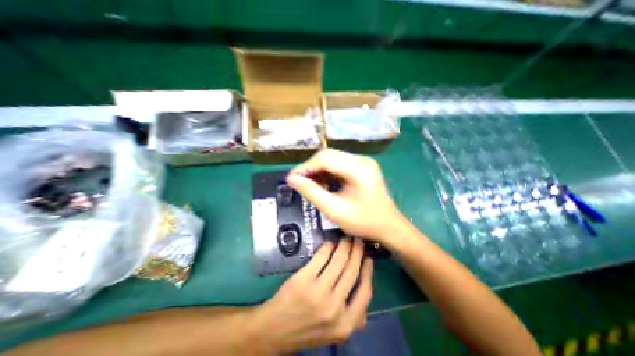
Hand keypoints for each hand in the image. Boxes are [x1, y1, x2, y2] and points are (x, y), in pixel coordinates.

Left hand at [253, 237, 372, 350]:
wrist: (276, 330)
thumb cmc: (307, 329)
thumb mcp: (335, 333)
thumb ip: (353, 320)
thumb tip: (367, 304)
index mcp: (346, 324)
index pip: (365, 292)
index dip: (368, 271)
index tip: (368, 258)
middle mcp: (334, 307)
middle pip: (351, 271)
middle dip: (357, 252)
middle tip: (358, 241)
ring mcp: (318, 292)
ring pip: (338, 261)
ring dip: (344, 246)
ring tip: (346, 239)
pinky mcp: (304, 279)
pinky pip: (321, 257)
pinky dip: (328, 247)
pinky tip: (330, 243)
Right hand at [288, 148, 405, 245]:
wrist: (388, 226)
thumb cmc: (364, 222)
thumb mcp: (334, 210)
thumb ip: (312, 193)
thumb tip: (292, 179)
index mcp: (358, 169)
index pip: (324, 159)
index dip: (305, 167)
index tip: (292, 179)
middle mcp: (361, 160)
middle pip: (328, 155)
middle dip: (311, 168)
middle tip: (301, 183)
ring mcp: (363, 161)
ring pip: (332, 158)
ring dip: (319, 170)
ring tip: (312, 186)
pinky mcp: (362, 166)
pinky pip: (339, 164)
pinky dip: (328, 173)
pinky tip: (324, 184)